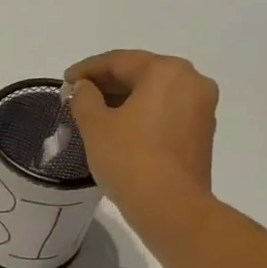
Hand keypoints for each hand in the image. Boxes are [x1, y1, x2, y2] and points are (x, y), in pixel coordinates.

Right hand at [65, 51, 218, 216]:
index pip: (119, 61)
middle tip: (78, 97)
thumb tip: (83, 88)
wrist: (170, 206)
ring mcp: (201, 108)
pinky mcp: (202, 133)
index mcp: (166, 71)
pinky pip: (166, 113)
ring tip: (95, 115)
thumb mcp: (95, 126)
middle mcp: (191, 81)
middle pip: (141, 74)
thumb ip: (84, 98)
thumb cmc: (129, 159)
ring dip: (124, 100)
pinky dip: (142, 115)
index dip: (87, 69)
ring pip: (155, 95)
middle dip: (107, 84)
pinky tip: (121, 130)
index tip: (65, 81)